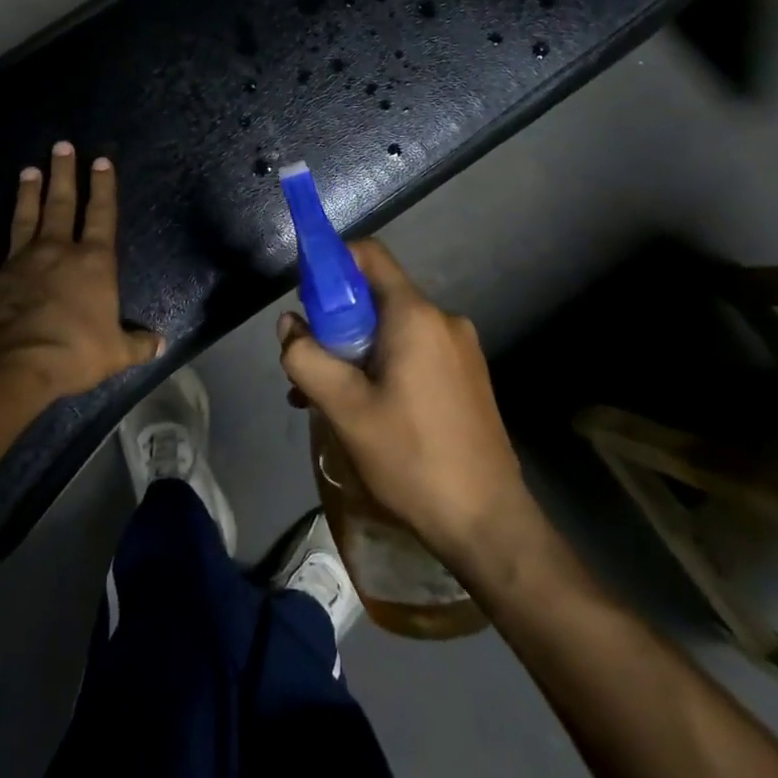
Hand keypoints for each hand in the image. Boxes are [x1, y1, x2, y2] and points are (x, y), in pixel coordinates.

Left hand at [0, 141, 162, 403]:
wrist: (10, 362)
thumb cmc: (73, 351)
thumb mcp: (115, 352)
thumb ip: (137, 344)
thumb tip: (162, 344)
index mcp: (93, 262)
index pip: (101, 215)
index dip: (103, 187)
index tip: (99, 160)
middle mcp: (57, 251)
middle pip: (61, 204)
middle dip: (63, 173)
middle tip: (60, 146)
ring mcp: (20, 261)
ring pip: (25, 218)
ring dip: (28, 194)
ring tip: (28, 170)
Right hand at [276, 240, 535, 569]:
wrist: (488, 523)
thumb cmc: (411, 457)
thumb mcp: (344, 408)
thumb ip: (306, 357)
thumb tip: (289, 324)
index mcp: (415, 315)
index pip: (369, 255)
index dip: (331, 264)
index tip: (305, 298)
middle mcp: (443, 319)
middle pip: (377, 298)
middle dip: (336, 324)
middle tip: (310, 367)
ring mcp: (461, 349)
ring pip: (393, 331)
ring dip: (355, 353)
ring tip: (328, 401)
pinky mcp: (468, 376)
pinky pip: (414, 353)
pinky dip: (382, 368)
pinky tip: (364, 412)